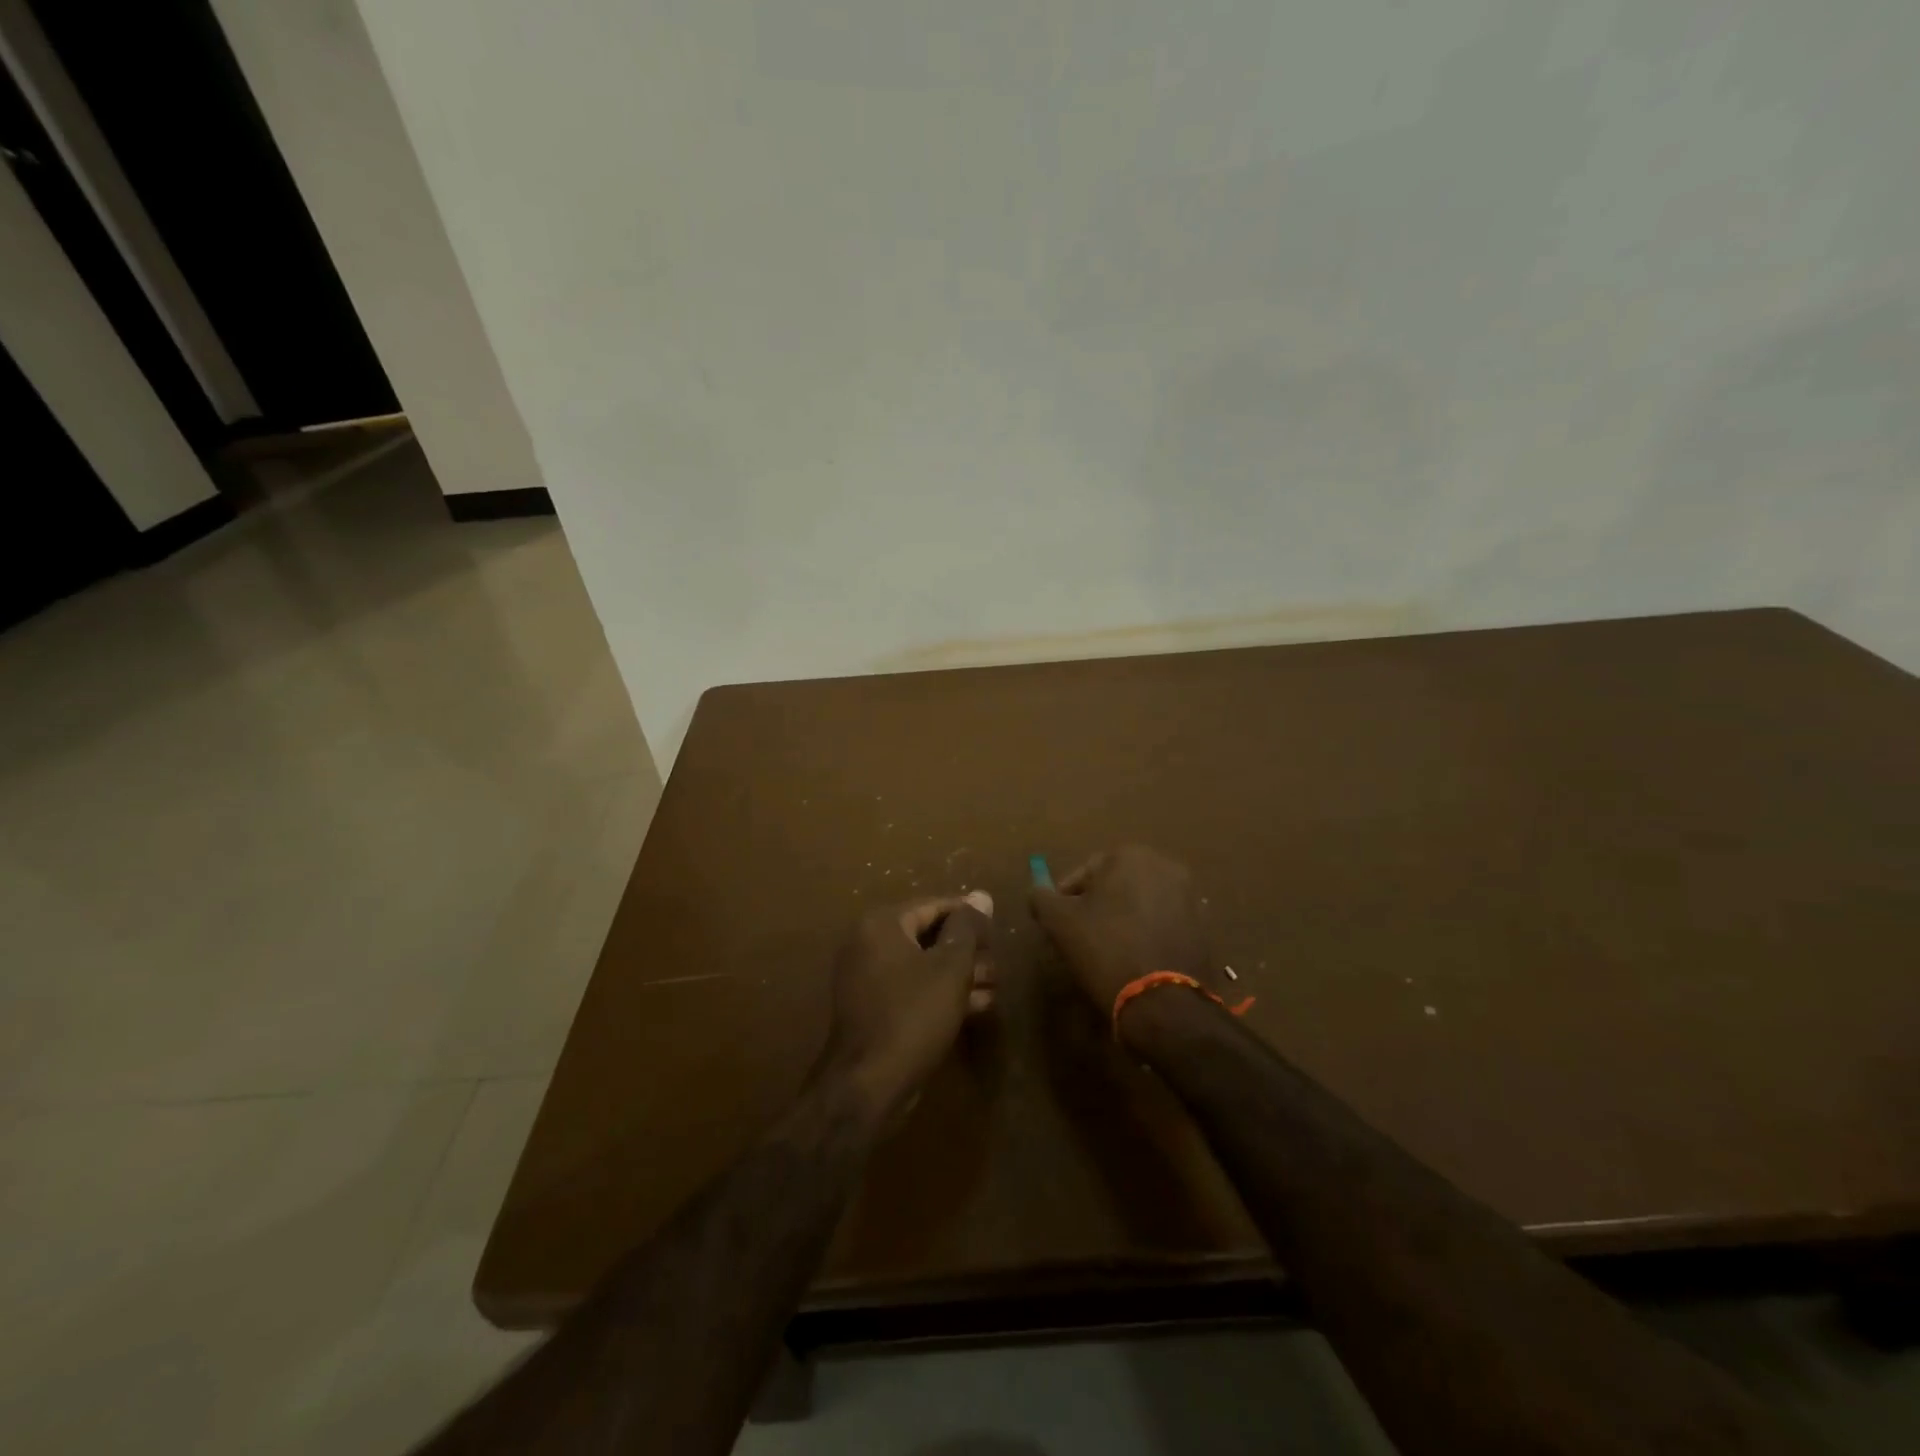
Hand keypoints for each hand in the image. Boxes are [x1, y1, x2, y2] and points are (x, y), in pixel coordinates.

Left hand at [819, 890, 994, 1121]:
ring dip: (961, 973)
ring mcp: (868, 979)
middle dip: (968, 949)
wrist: (868, 1085)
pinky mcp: (875, 1009)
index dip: (969, 915)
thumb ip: (967, 929)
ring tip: (995, 985)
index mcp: (882, 925)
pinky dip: (942, 993)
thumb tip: (981, 895)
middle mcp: (869, 944)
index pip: (933, 905)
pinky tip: (978, 1006)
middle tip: (998, 963)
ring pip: (924, 965)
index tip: (997, 928)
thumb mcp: (950, 968)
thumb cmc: (913, 1015)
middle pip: (928, 935)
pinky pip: (913, 989)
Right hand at [1030, 845, 1219, 1026]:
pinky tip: (1135, 959)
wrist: (1165, 1003)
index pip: (1084, 873)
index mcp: (1129, 855)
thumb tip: (1037, 890)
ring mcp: (1189, 895)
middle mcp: (1164, 865)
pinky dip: (1147, 933)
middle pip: (1115, 884)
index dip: (1065, 899)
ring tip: (1108, 951)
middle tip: (1080, 938)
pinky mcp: (1203, 925)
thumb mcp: (1059, 923)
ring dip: (1122, 919)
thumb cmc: (1106, 951)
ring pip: (1140, 902)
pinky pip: (1163, 922)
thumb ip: (1041, 898)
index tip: (1058, 926)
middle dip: (1097, 906)